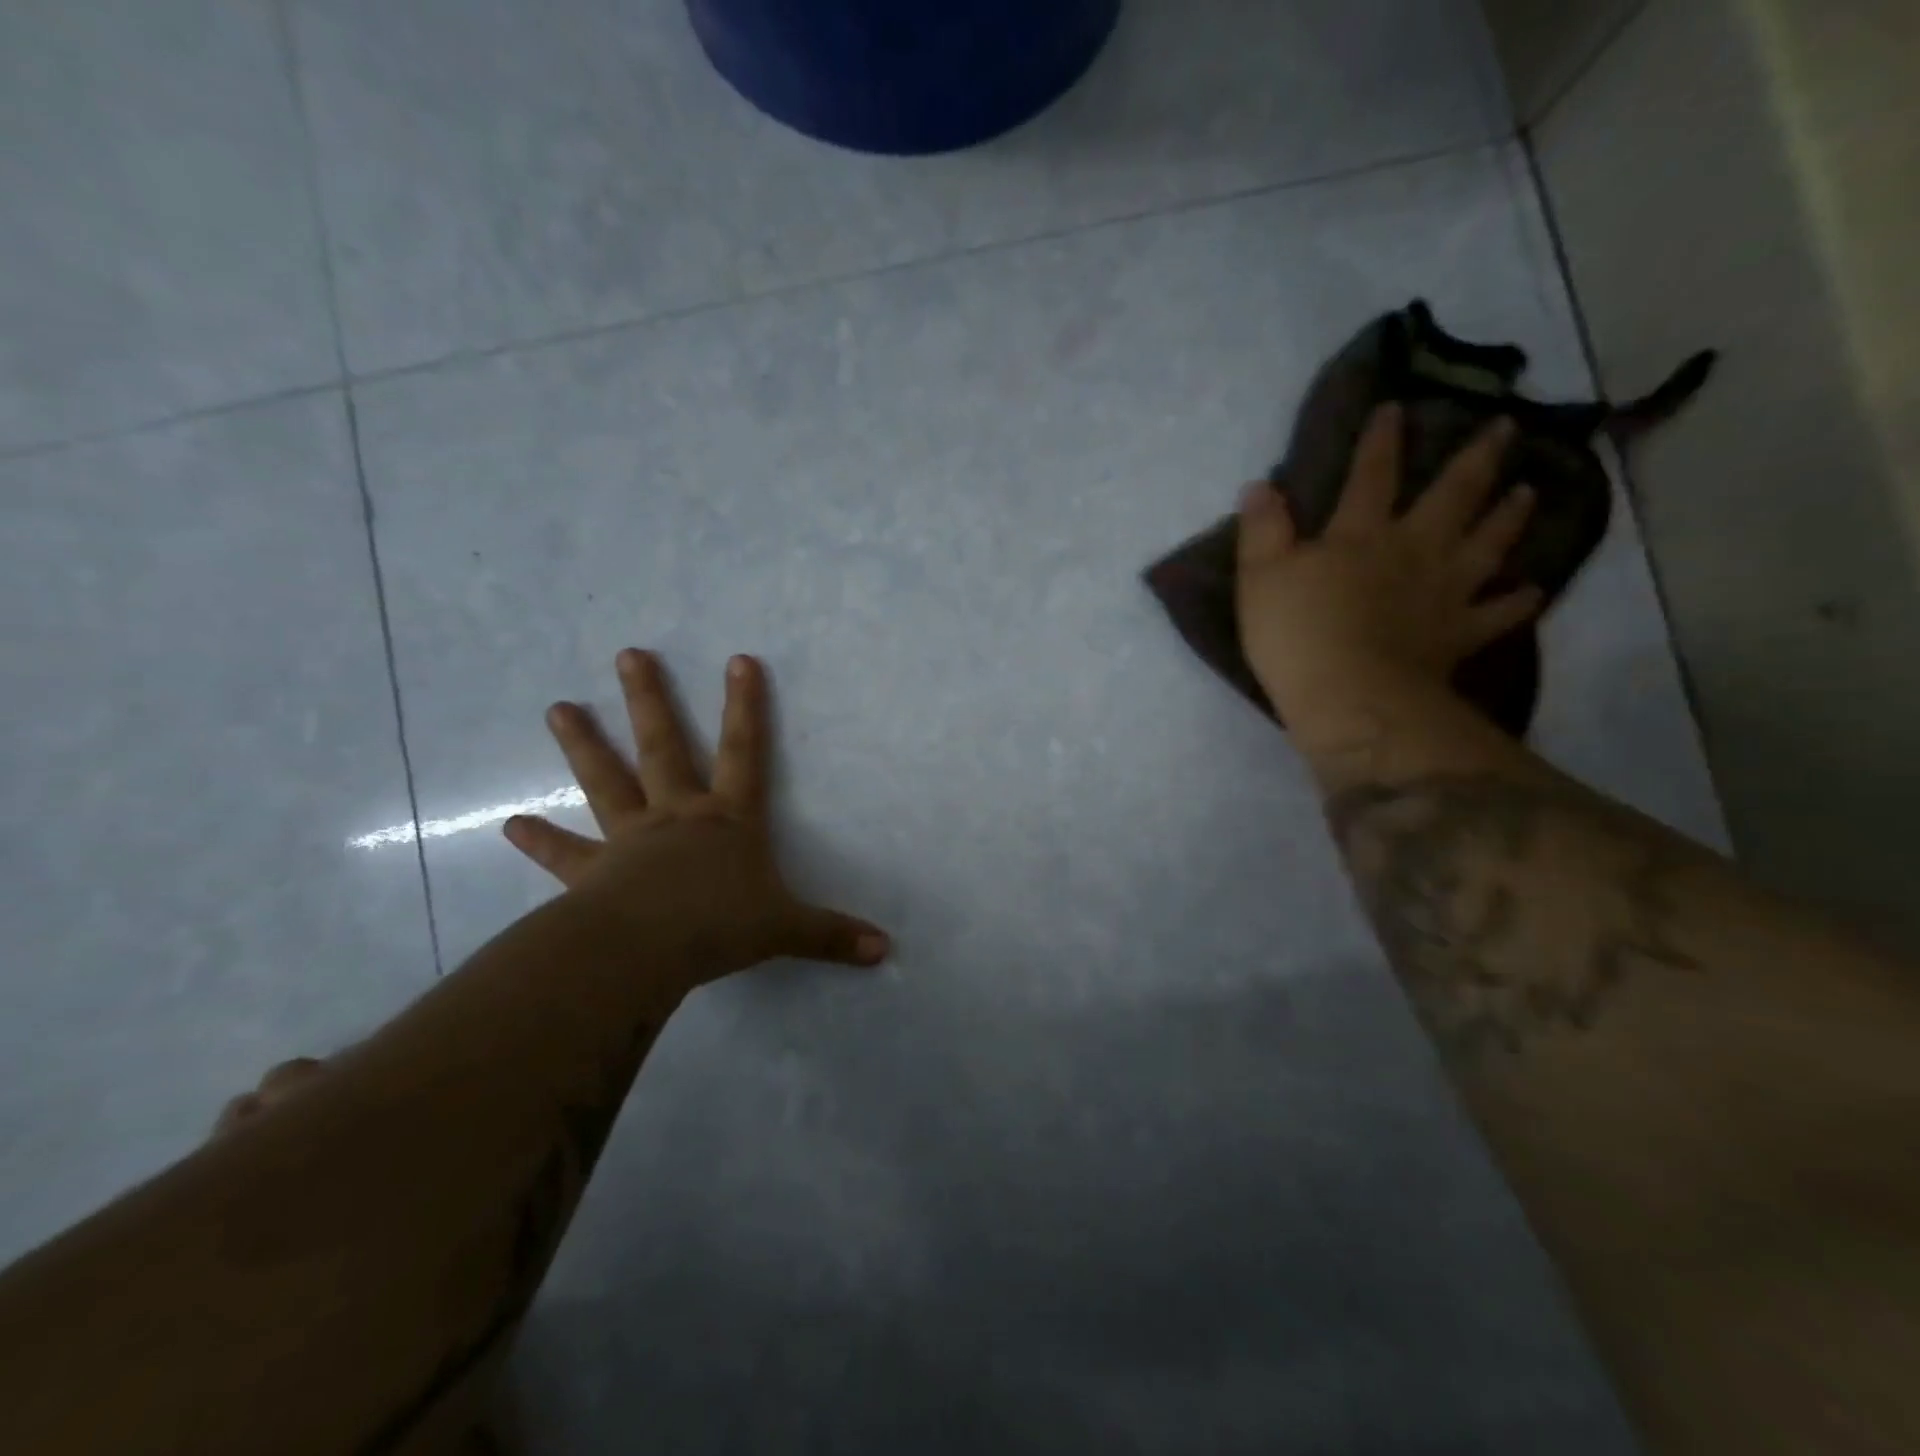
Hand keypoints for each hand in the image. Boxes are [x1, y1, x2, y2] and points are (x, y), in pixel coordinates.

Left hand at [503, 650, 890, 987]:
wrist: (645, 952)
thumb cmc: (720, 927)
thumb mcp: (787, 930)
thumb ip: (832, 936)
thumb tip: (885, 951)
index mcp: (728, 820)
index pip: (744, 751)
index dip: (746, 706)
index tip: (739, 660)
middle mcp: (678, 816)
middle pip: (663, 747)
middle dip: (649, 700)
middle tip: (628, 655)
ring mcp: (630, 840)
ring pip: (606, 782)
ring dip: (583, 745)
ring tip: (557, 707)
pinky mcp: (593, 874)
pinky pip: (564, 855)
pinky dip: (540, 841)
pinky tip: (512, 825)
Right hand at [1236, 406, 1544, 729]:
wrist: (1349, 696)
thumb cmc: (1296, 635)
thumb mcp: (1260, 577)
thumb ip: (1262, 530)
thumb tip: (1260, 485)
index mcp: (1360, 535)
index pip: (1371, 476)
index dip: (1381, 440)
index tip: (1397, 406)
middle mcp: (1412, 550)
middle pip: (1451, 496)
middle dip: (1476, 459)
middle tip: (1507, 427)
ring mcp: (1443, 591)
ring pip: (1486, 543)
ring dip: (1508, 515)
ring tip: (1528, 490)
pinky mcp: (1459, 633)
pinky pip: (1497, 612)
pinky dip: (1518, 600)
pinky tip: (1532, 589)